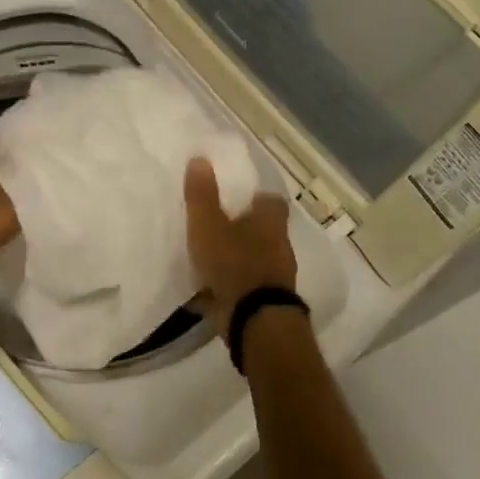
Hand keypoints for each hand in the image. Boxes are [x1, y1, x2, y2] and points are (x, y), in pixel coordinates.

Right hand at [184, 158, 298, 326]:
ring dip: (238, 259)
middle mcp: (279, 246)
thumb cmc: (233, 263)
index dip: (255, 198)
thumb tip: (200, 158)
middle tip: (217, 227)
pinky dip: (232, 286)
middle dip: (244, 229)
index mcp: (271, 222)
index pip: (271, 201)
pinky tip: (210, 290)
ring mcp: (275, 276)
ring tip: (209, 259)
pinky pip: (246, 287)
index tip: (237, 198)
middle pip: (264, 231)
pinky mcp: (265, 302)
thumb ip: (202, 195)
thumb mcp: (208, 225)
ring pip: (256, 259)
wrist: (253, 320)